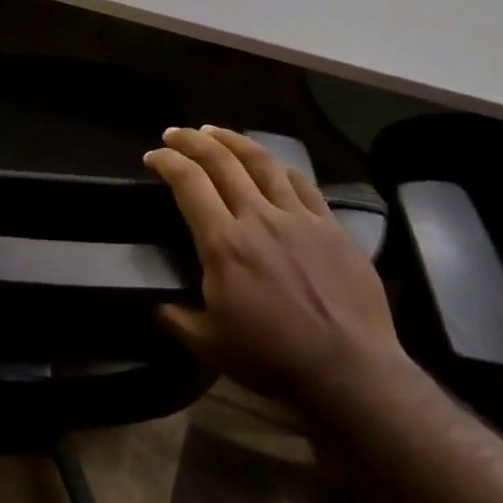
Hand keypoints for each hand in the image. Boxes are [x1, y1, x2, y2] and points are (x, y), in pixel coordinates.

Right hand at [146, 126, 403, 404]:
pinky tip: (270, 163)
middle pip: (222, 161)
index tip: (153, 156)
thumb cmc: (273, 358)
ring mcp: (299, 218)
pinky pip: (302, 183)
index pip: (189, 183)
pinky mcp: (331, 226)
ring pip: (263, 162)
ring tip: (215, 132)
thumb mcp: (208, 344)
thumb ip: (175, 317)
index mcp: (224, 244)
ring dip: (233, 141)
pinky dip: (278, 166)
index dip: (167, 161)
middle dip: (193, 141)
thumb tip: (154, 303)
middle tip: (175, 133)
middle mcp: (259, 218)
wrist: (350, 370)